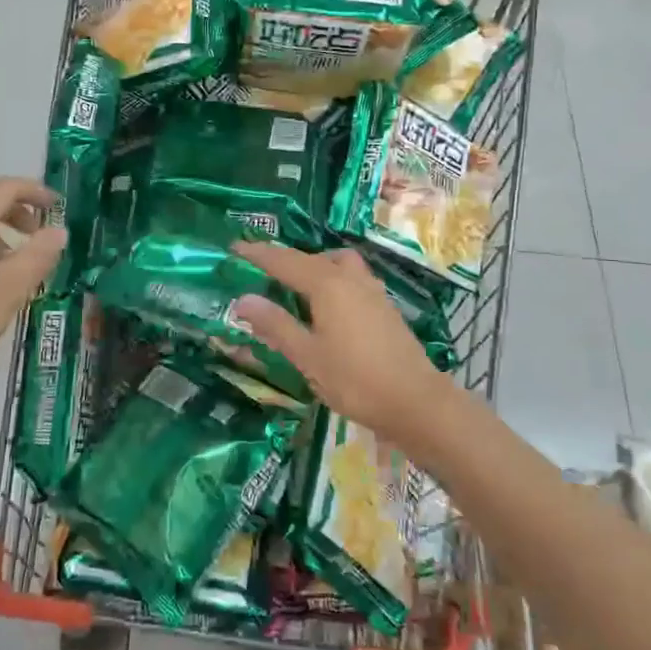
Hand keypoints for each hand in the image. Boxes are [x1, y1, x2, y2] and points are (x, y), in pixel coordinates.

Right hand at [230, 241, 455, 449]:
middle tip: (260, 268)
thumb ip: (276, 325)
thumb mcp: (307, 356)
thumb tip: (243, 299)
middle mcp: (350, 278)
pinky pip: (351, 278)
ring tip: (295, 284)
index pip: (284, 261)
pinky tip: (328, 303)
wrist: (415, 402)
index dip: (258, 254)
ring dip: (313, 265)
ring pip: (337, 264)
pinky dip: (332, 279)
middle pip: (311, 258)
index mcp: (327, 285)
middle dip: (284, 259)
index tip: (235, 247)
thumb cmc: (355, 380)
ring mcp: (372, 290)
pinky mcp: (384, 306)